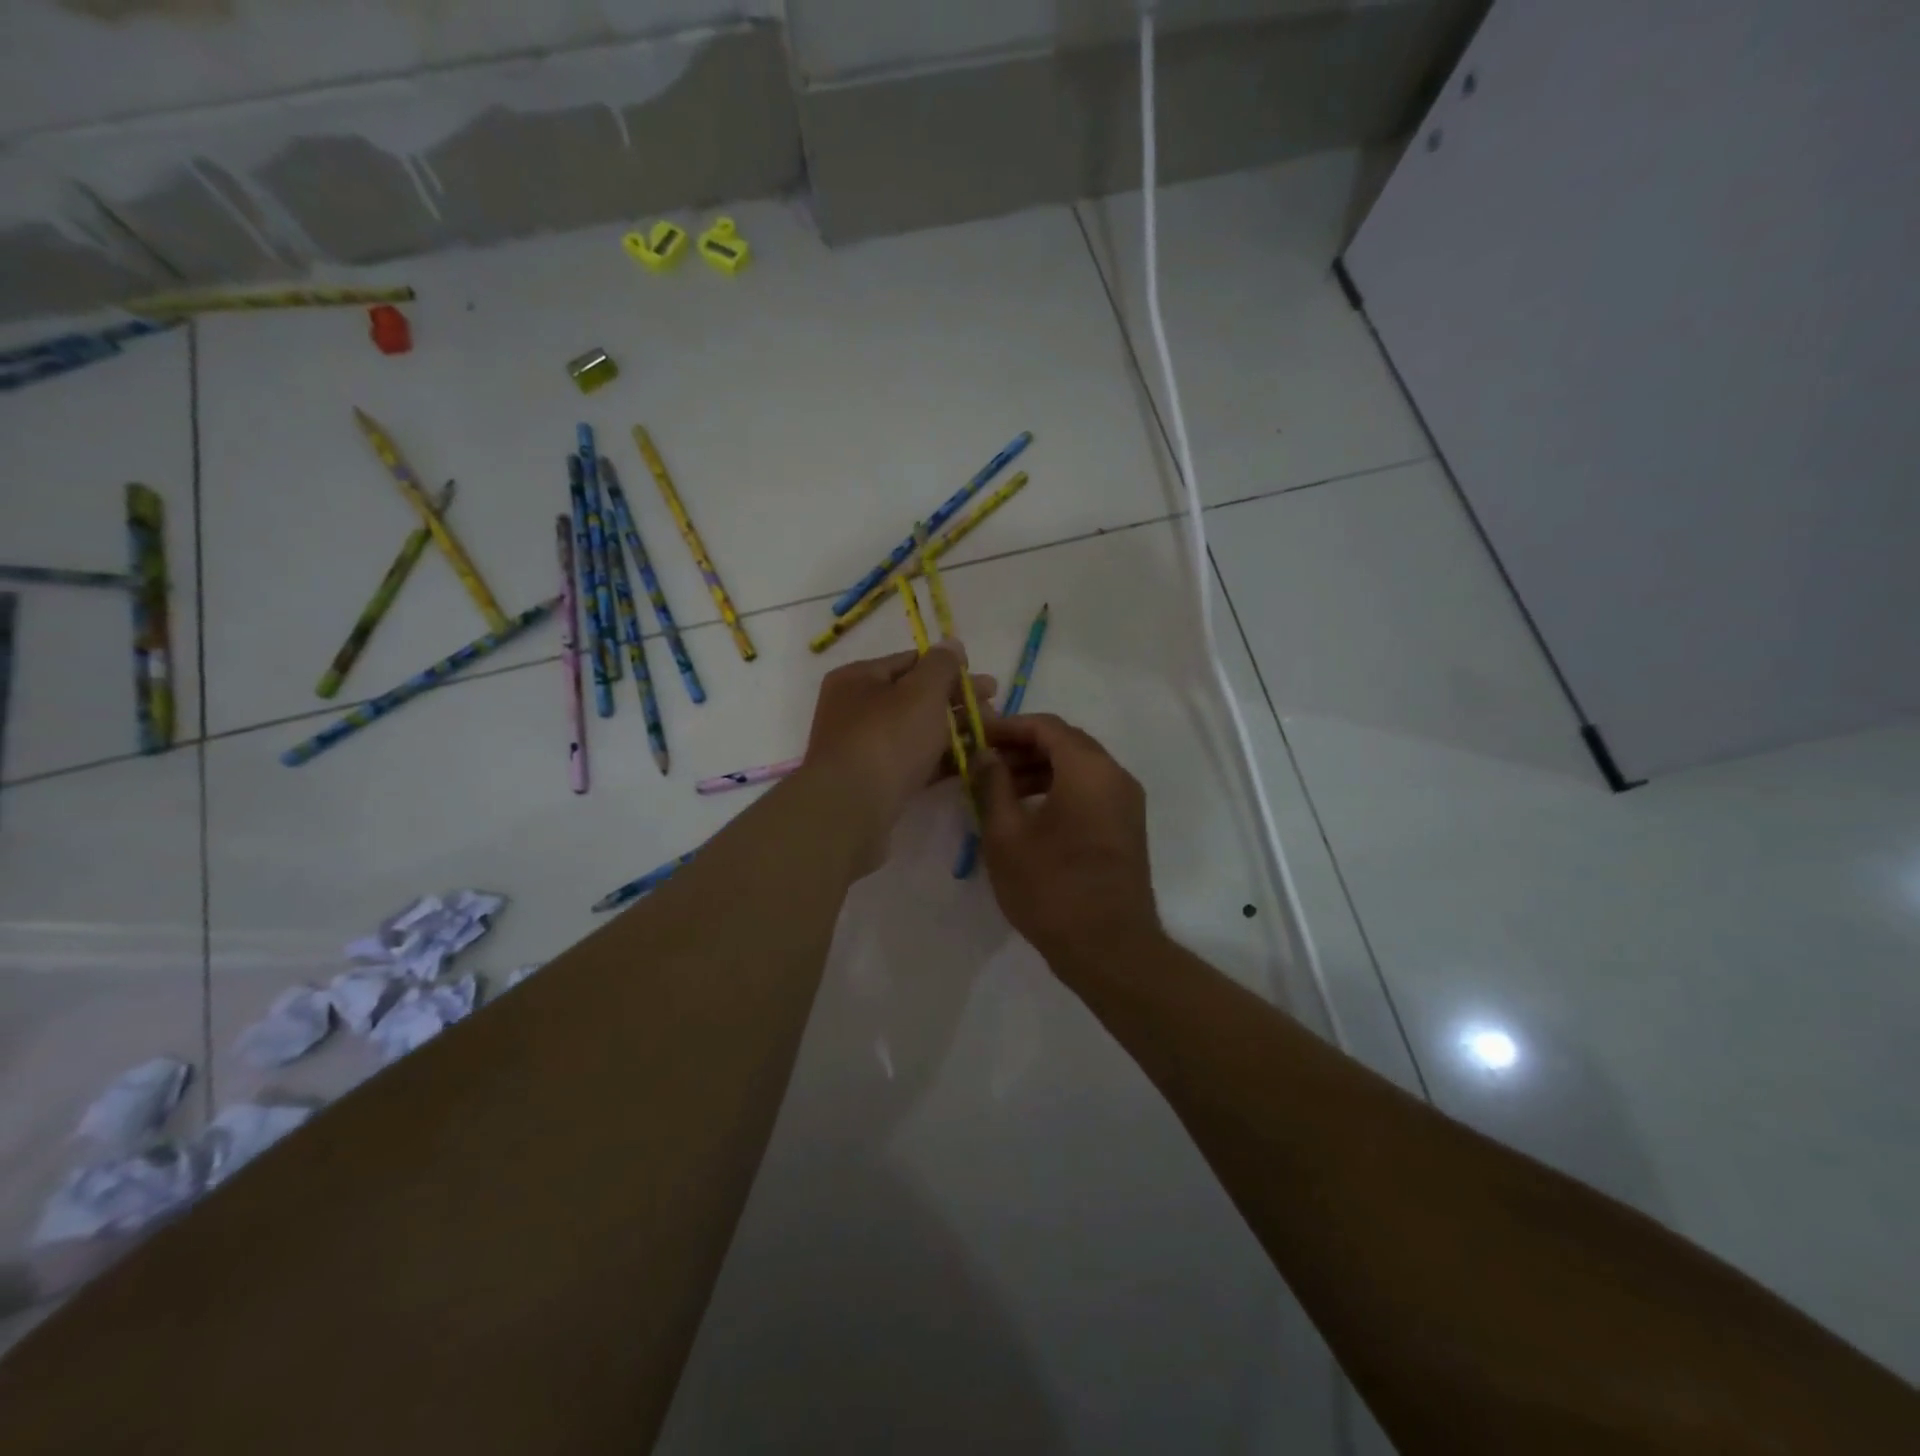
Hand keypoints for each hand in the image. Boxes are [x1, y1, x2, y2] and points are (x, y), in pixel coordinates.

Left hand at [804, 645, 995, 836]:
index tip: (986, 685)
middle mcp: (855, 709)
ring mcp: (862, 747)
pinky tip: (970, 763)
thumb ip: (942, 665)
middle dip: (957, 703)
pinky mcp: (873, 782)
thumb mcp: (921, 691)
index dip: (951, 669)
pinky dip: (939, 760)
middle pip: (915, 697)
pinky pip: (912, 762)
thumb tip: (952, 644)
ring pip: (915, 732)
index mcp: (858, 678)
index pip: (911, 662)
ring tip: (989, 738)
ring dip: (953, 732)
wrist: (851, 810)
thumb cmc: (887, 739)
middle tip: (994, 712)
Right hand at [974, 713, 1162, 971]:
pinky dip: (1058, 790)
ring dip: (1039, 770)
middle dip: (1022, 748)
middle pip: (1065, 743)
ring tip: (998, 790)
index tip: (976, 738)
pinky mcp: (1126, 827)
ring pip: (1078, 768)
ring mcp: (1125, 803)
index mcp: (1089, 769)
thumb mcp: (1006, 835)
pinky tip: (1028, 813)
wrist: (1109, 948)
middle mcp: (1115, 776)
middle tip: (983, 763)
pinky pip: (1090, 791)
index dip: (1008, 727)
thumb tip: (985, 754)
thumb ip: (993, 784)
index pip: (1046, 726)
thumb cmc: (1051, 888)